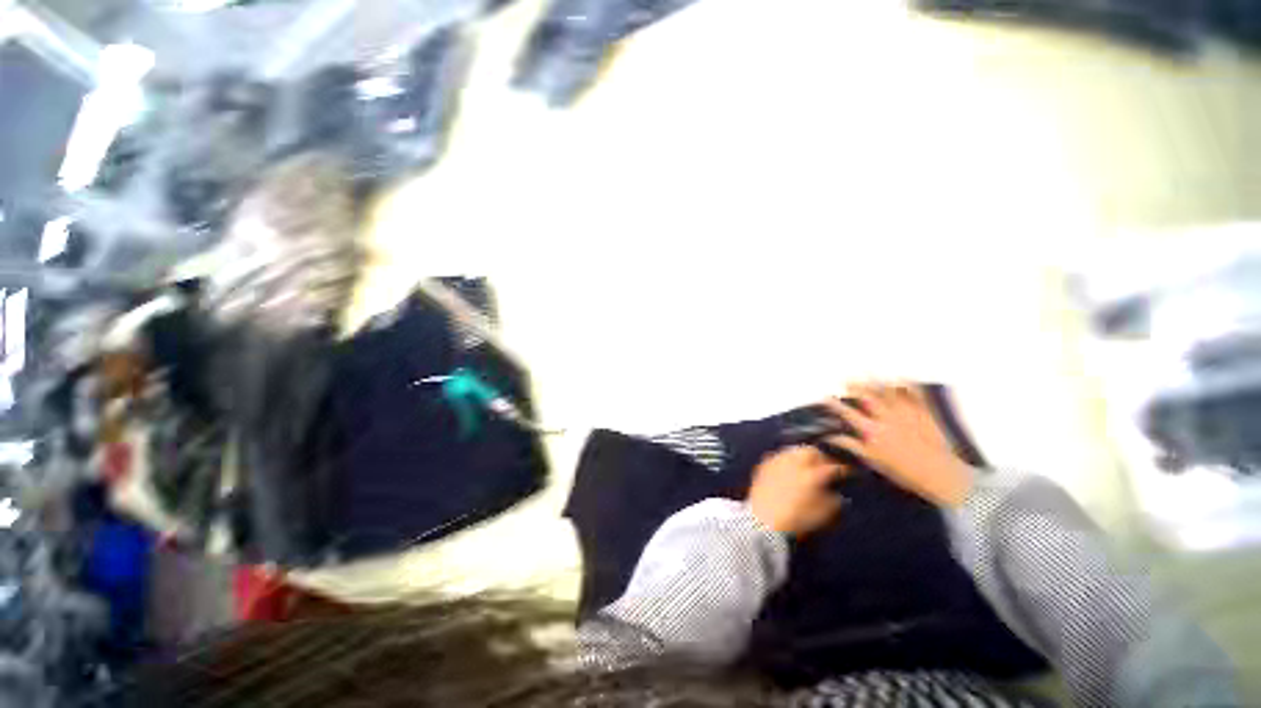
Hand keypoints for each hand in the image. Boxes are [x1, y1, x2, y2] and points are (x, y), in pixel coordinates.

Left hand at [747, 445, 846, 536]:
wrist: (762, 521)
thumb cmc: (797, 521)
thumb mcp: (824, 515)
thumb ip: (834, 500)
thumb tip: (835, 492)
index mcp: (813, 474)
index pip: (834, 466)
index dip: (844, 469)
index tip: (848, 472)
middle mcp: (794, 462)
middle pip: (812, 451)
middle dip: (821, 457)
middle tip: (825, 466)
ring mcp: (777, 461)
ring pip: (793, 451)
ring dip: (802, 457)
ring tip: (805, 467)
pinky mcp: (764, 465)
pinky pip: (778, 457)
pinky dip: (786, 461)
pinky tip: (787, 470)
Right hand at [823, 382, 973, 506]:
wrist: (941, 475)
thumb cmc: (905, 472)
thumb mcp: (873, 461)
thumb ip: (852, 446)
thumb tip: (831, 437)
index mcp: (872, 430)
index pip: (848, 413)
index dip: (834, 405)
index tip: (825, 397)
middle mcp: (886, 417)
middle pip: (866, 397)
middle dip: (854, 386)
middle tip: (846, 380)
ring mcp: (906, 413)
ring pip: (888, 392)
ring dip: (876, 380)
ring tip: (868, 371)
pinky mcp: (924, 413)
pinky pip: (915, 394)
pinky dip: (908, 385)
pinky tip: (902, 377)